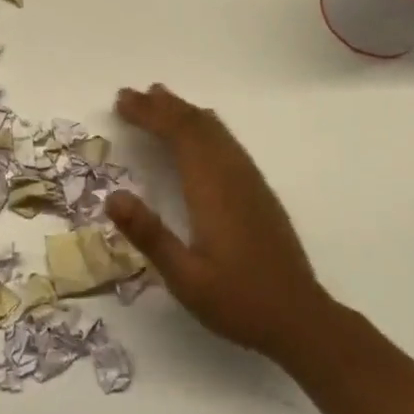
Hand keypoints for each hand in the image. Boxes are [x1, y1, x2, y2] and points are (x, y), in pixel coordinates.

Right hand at [107, 84, 332, 364]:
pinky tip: (199, 132)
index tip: (122, 102)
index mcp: (212, 189)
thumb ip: (150, 235)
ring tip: (159, 99)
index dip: (149, 114)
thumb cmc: (238, 301)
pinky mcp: (259, 192)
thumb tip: (112, 196)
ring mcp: (250, 181)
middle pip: (197, 125)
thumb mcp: (185, 277)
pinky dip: (205, 127)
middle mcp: (232, 175)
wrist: (301, 319)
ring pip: (215, 131)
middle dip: (162, 106)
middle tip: (129, 94)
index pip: (179, 135)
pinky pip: (228, 142)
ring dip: (185, 112)